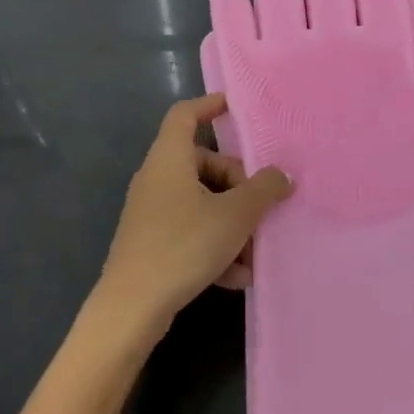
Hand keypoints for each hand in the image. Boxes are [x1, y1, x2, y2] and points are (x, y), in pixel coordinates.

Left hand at [93, 94, 292, 341]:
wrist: (131, 307)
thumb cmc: (184, 245)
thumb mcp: (235, 215)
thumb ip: (264, 190)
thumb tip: (282, 176)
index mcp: (170, 159)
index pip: (185, 115)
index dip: (210, 105)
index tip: (235, 108)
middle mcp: (157, 179)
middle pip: (204, 164)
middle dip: (238, 186)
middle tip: (260, 210)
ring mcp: (151, 212)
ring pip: (201, 203)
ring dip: (232, 224)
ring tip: (254, 255)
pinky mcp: (150, 242)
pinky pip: (191, 231)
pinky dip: (215, 246)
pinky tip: (236, 277)